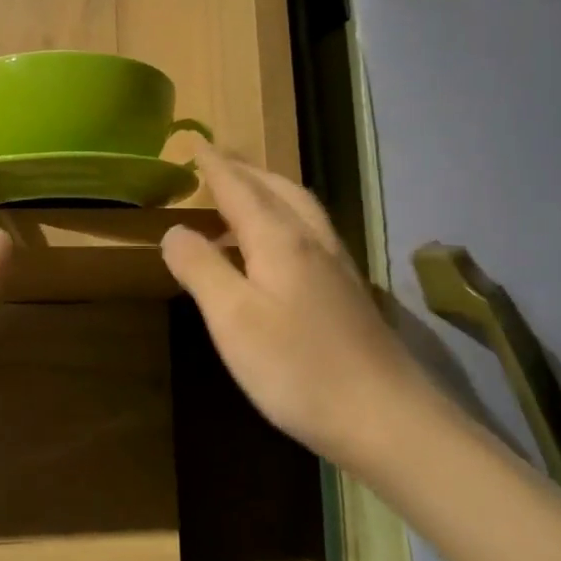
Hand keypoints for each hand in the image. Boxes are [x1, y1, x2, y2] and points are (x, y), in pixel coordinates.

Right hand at [161, 141, 424, 470]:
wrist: (385, 417)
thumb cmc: (298, 368)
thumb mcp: (233, 319)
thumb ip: (201, 269)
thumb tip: (174, 230)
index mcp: (280, 240)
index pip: (239, 189)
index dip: (214, 166)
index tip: (195, 142)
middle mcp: (312, 241)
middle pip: (277, 189)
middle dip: (244, 171)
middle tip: (216, 163)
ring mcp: (337, 266)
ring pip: (300, 209)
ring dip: (268, 191)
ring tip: (242, 196)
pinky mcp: (348, 293)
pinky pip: (310, 232)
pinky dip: (285, 219)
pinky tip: (279, 247)